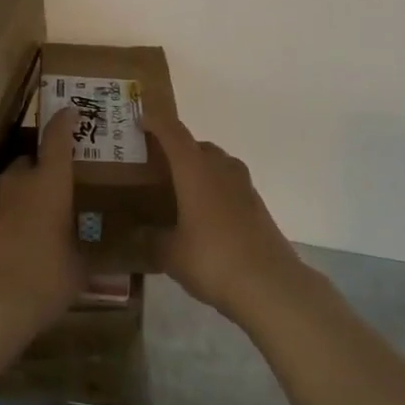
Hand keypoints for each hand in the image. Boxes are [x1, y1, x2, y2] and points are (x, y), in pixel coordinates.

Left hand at [0, 108, 85, 334]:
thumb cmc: (46, 276)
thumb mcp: (80, 264)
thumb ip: (88, 248)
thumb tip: (101, 250)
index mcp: (49, 180)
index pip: (57, 136)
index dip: (65, 120)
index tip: (72, 111)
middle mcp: (19, 181)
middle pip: (30, 158)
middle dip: (44, 164)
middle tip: (61, 178)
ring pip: (14, 183)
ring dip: (27, 190)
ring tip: (44, 210)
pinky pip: (3, 209)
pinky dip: (14, 215)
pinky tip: (24, 237)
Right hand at [143, 102, 308, 327]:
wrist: (270, 283)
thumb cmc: (213, 259)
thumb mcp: (171, 255)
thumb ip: (150, 240)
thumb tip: (134, 234)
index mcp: (195, 168)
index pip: (172, 132)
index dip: (155, 122)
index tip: (139, 120)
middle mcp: (220, 166)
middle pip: (195, 145)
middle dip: (175, 151)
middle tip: (156, 168)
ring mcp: (242, 183)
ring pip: (215, 163)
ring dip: (197, 169)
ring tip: (179, 192)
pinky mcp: (256, 202)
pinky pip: (228, 183)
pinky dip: (213, 188)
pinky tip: (204, 216)